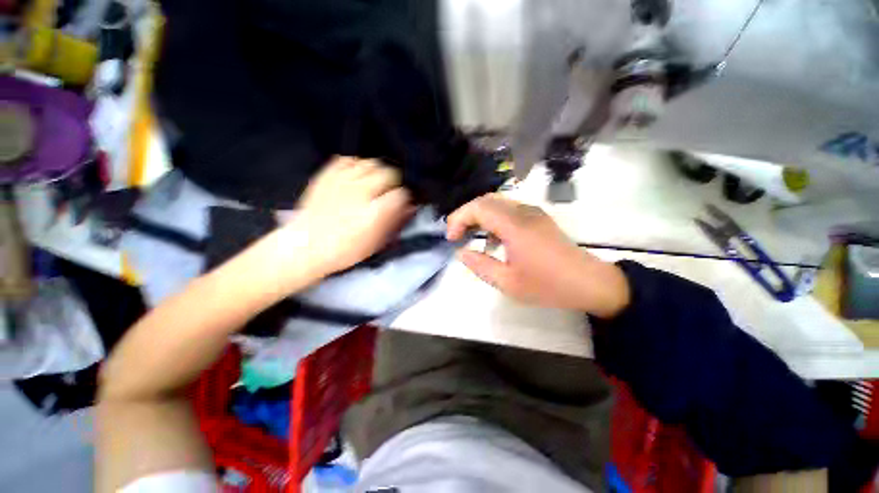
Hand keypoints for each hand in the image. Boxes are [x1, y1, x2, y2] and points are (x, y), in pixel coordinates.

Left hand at [272, 157, 412, 279]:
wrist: (306, 246)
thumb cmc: (346, 250)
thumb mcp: (377, 242)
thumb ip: (396, 221)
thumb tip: (411, 207)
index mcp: (375, 212)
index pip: (401, 193)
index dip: (406, 197)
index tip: (403, 202)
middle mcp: (362, 191)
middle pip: (389, 173)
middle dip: (394, 182)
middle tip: (389, 193)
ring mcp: (343, 180)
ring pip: (371, 163)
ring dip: (378, 172)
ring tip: (374, 184)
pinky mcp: (327, 175)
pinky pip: (348, 159)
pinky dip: (357, 165)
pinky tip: (356, 176)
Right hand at [446, 194, 629, 317]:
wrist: (590, 283)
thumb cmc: (548, 285)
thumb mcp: (508, 283)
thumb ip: (480, 266)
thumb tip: (461, 252)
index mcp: (515, 226)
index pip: (478, 208)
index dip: (458, 218)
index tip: (451, 238)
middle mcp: (523, 212)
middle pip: (485, 200)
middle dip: (466, 215)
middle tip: (457, 235)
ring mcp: (532, 212)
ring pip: (497, 202)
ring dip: (479, 215)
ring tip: (471, 236)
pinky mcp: (538, 217)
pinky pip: (508, 209)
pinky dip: (493, 218)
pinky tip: (493, 239)